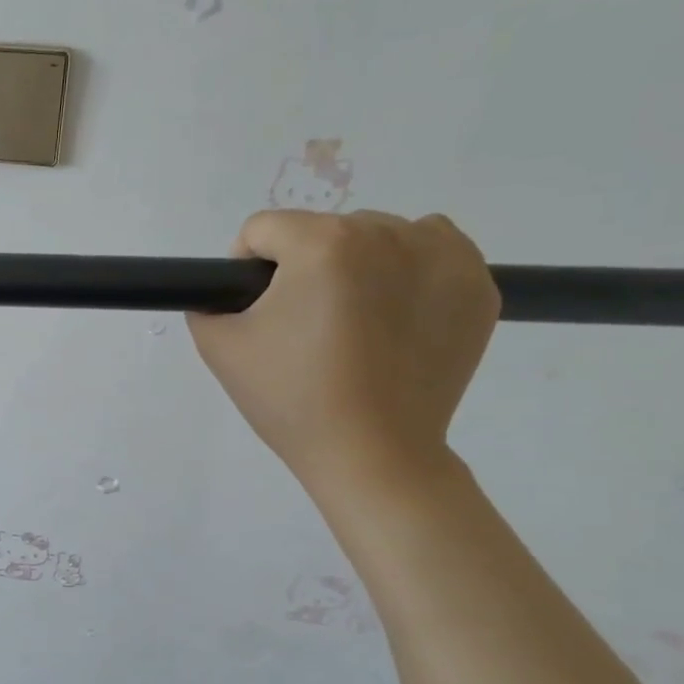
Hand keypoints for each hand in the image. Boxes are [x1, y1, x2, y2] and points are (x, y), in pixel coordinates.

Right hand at [187, 210, 498, 497]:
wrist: (373, 454)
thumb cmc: (292, 399)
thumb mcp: (220, 347)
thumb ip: (206, 301)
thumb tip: (227, 290)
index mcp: (322, 245)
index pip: (264, 229)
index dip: (246, 268)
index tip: (256, 310)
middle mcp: (387, 234)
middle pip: (322, 230)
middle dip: (304, 267)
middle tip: (304, 326)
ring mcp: (443, 256)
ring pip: (377, 235)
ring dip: (357, 263)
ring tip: (354, 321)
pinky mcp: (477, 284)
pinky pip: (431, 248)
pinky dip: (409, 269)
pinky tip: (396, 314)